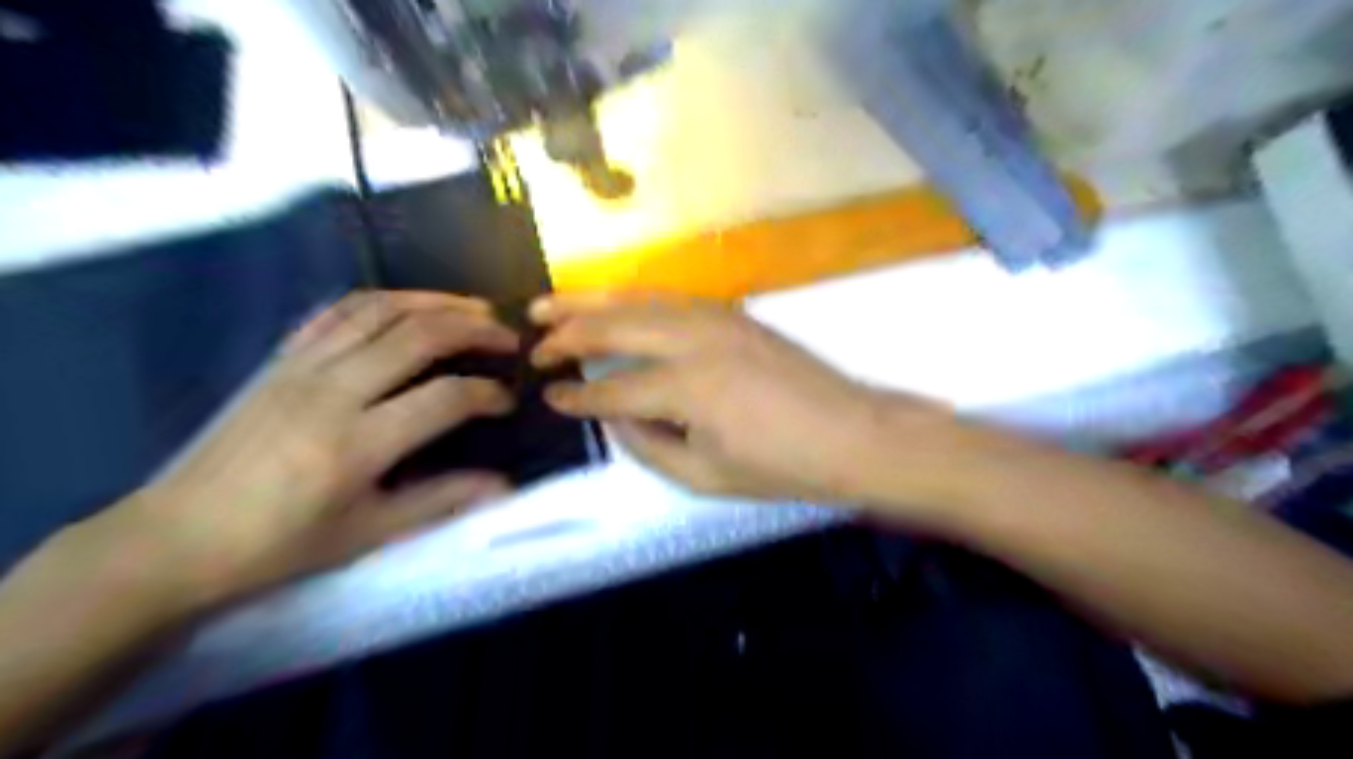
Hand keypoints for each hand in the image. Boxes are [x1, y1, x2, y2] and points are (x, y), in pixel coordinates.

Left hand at [97, 290, 517, 608]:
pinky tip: (411, 306)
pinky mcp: (281, 358)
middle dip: (476, 329)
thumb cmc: (279, 545)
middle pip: (419, 336)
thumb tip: (505, 486)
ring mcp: (302, 367)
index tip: (508, 401)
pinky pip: (338, 311)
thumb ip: (441, 502)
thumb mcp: (368, 534)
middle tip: (509, 338)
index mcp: (357, 444)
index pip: (446, 398)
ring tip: (476, 308)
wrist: (177, 538)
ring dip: (437, 301)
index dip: (489, 394)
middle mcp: (333, 392)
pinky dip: (385, 300)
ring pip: (381, 309)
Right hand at [529, 293, 973, 512]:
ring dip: (589, 300)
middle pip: (613, 326)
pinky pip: (667, 298)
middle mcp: (693, 341)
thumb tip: (613, 416)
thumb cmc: (781, 466)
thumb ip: (648, 444)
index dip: (576, 396)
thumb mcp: (705, 477)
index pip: (612, 390)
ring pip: (636, 299)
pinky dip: (630, 298)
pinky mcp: (731, 312)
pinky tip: (612, 303)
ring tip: (548, 302)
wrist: (851, 433)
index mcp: (686, 388)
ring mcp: (714, 318)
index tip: (548, 396)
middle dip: (566, 333)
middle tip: (532, 342)